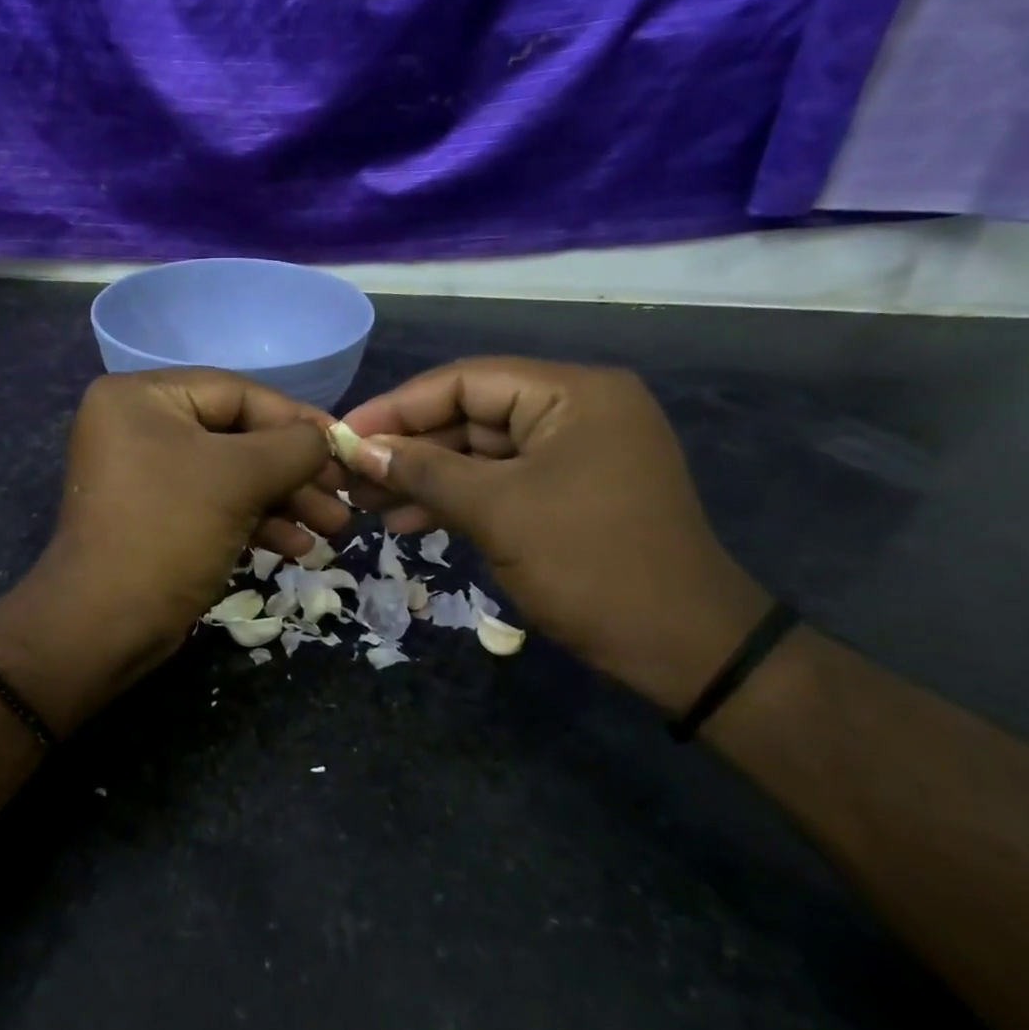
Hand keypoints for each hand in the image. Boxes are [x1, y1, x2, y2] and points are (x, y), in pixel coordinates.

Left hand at [0, 370, 344, 733]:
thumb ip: (293, 446)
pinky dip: (255, 522)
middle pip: (236, 435)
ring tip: (333, 527)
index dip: (295, 419)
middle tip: (343, 494)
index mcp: (140, 397)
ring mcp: (144, 473)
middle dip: (293, 470)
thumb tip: (326, 438)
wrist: (103, 627)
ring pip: (230, 474)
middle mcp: (137, 425)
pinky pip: (213, 504)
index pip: (235, 393)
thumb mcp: (239, 478)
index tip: (343, 445)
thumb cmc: (169, 531)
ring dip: (284, 500)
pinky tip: (298, 547)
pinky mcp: (155, 515)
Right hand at [339, 358, 769, 711]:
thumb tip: (358, 449)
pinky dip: (454, 498)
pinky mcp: (566, 491)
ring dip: (423, 477)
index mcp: (571, 394)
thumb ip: (423, 471)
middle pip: (470, 414)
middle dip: (408, 447)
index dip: (398, 406)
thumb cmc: (590, 565)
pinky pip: (498, 481)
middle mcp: (574, 410)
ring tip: (366, 503)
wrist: (683, 649)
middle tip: (349, 474)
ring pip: (478, 452)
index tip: (344, 434)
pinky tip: (405, 520)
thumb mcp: (496, 512)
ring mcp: (572, 452)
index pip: (465, 380)